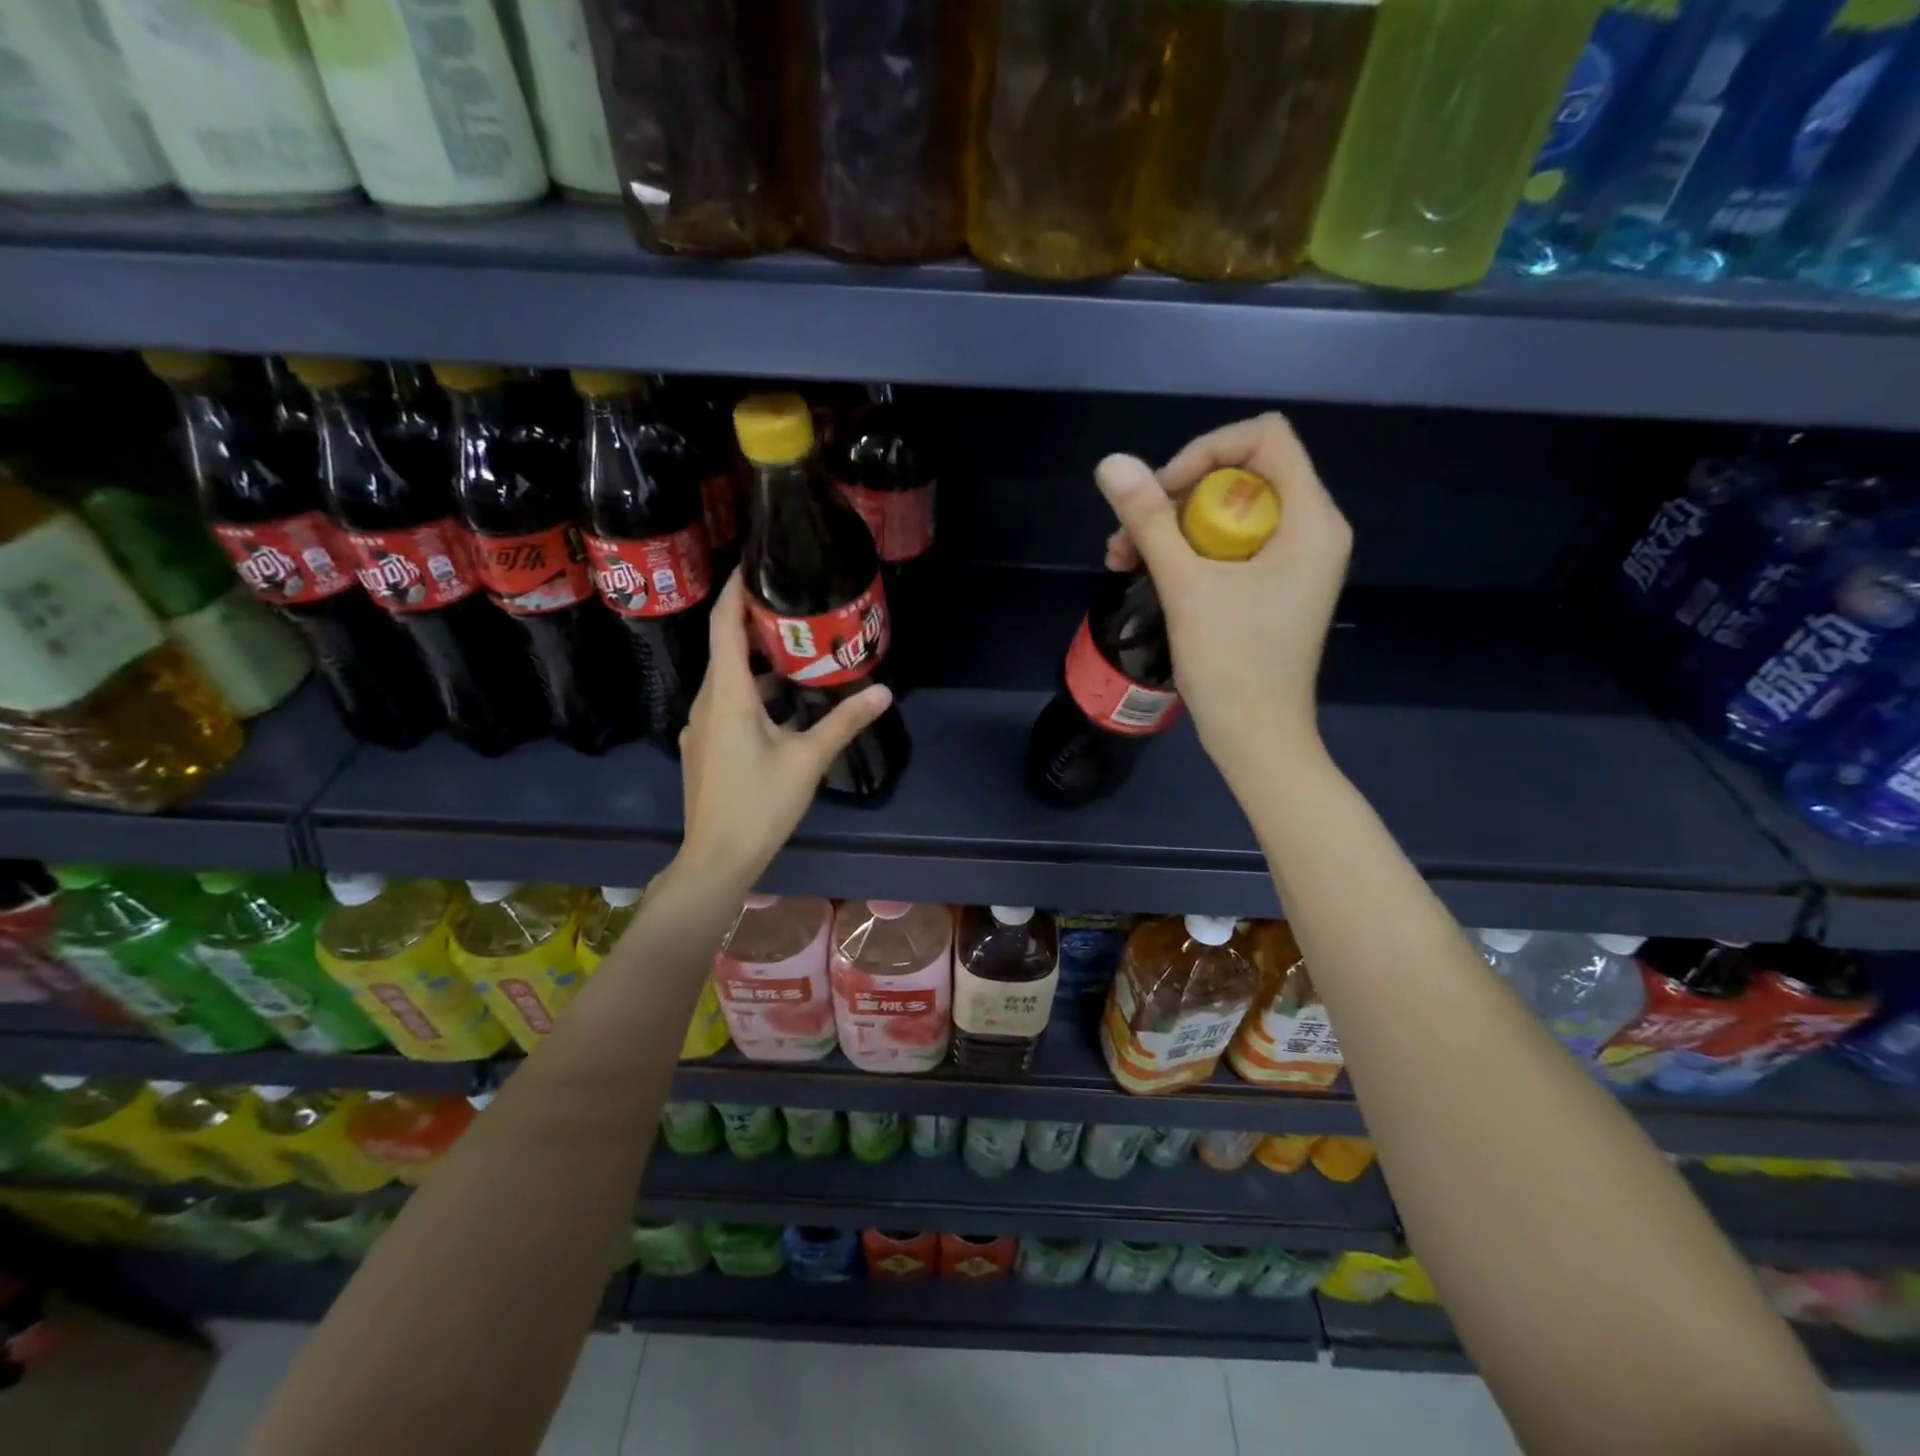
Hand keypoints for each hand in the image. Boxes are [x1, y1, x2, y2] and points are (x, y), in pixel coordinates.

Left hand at [676, 573, 891, 890]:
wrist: (716, 859)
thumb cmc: (760, 805)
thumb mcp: (808, 760)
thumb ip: (844, 721)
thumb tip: (884, 691)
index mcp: (728, 695)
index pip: (725, 625)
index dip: (737, 589)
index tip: (757, 563)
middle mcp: (707, 701)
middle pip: (726, 647)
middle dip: (756, 622)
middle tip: (796, 603)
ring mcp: (702, 725)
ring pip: (728, 678)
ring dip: (759, 661)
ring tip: (799, 648)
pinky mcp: (706, 745)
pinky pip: (728, 702)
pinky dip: (754, 691)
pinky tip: (786, 703)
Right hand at [1097, 413, 1350, 788]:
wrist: (1256, 738)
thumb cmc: (1231, 663)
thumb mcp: (1185, 585)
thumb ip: (1149, 520)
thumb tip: (1110, 463)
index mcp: (1311, 520)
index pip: (1265, 439)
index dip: (1205, 452)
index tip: (1161, 494)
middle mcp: (1310, 531)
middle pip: (1240, 475)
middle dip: (1176, 497)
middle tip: (1128, 534)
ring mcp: (1292, 562)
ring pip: (1226, 513)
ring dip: (1170, 527)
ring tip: (1120, 558)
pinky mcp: (1271, 587)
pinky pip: (1227, 546)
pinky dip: (1186, 552)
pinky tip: (1143, 572)